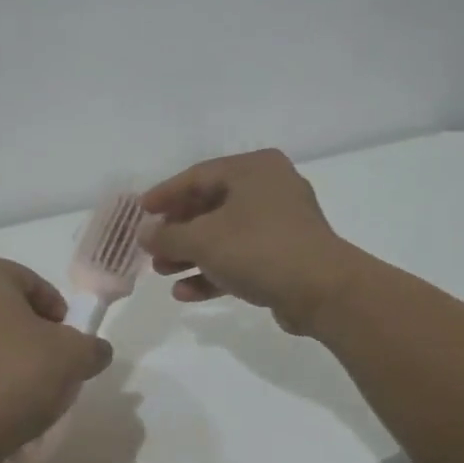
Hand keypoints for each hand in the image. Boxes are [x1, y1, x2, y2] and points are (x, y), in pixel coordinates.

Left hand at [0, 254, 112, 462]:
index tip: (69, 347)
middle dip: (31, 332)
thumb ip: (92, 346)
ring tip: (26, 388)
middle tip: (51, 365)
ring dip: (7, 352)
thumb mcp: (74, 357)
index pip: (35, 285)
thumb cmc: (14, 376)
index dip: (59, 317)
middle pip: (7, 306)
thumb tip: (94, 352)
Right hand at [140, 149, 361, 333]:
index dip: (165, 194)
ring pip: (224, 235)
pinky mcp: (286, 256)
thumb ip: (167, 235)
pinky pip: (241, 258)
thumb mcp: (203, 239)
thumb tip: (144, 234)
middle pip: (210, 206)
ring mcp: (280, 224)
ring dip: (191, 254)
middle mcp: (269, 189)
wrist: (323, 292)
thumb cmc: (259, 249)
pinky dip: (214, 272)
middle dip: (177, 232)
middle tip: (151, 248)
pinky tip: (186, 293)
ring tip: (163, 272)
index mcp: (254, 169)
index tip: (141, 212)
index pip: (198, 176)